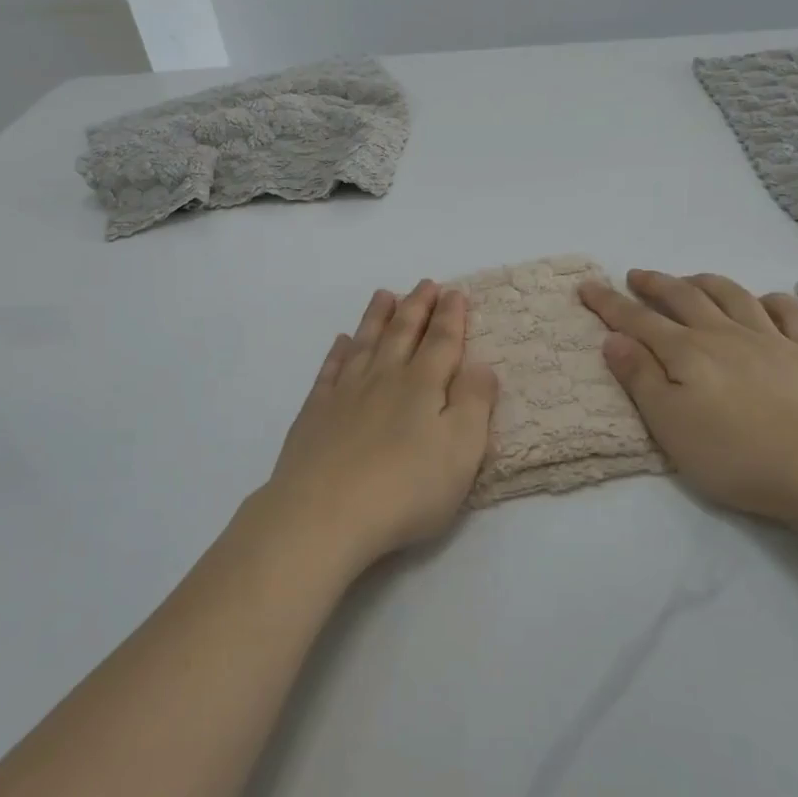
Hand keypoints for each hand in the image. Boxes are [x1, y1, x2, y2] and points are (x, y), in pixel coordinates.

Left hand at [261, 280, 498, 571]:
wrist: (324, 512)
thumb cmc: (405, 488)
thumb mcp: (461, 451)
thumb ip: (474, 403)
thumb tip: (481, 365)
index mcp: (423, 386)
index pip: (441, 342)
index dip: (451, 316)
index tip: (455, 292)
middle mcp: (384, 378)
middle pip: (403, 333)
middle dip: (417, 306)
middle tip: (425, 283)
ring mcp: (345, 392)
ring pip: (366, 342)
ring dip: (378, 317)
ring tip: (385, 295)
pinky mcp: (316, 411)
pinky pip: (330, 369)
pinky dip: (339, 352)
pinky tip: (342, 341)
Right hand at [578, 269, 797, 524]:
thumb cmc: (738, 455)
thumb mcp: (670, 425)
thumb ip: (641, 379)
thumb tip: (613, 339)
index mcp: (687, 353)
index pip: (638, 321)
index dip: (609, 303)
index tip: (587, 286)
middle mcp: (724, 335)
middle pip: (683, 298)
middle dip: (655, 284)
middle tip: (635, 275)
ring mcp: (772, 340)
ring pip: (733, 297)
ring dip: (706, 283)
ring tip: (690, 279)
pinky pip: (790, 314)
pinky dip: (772, 301)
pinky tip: (765, 301)